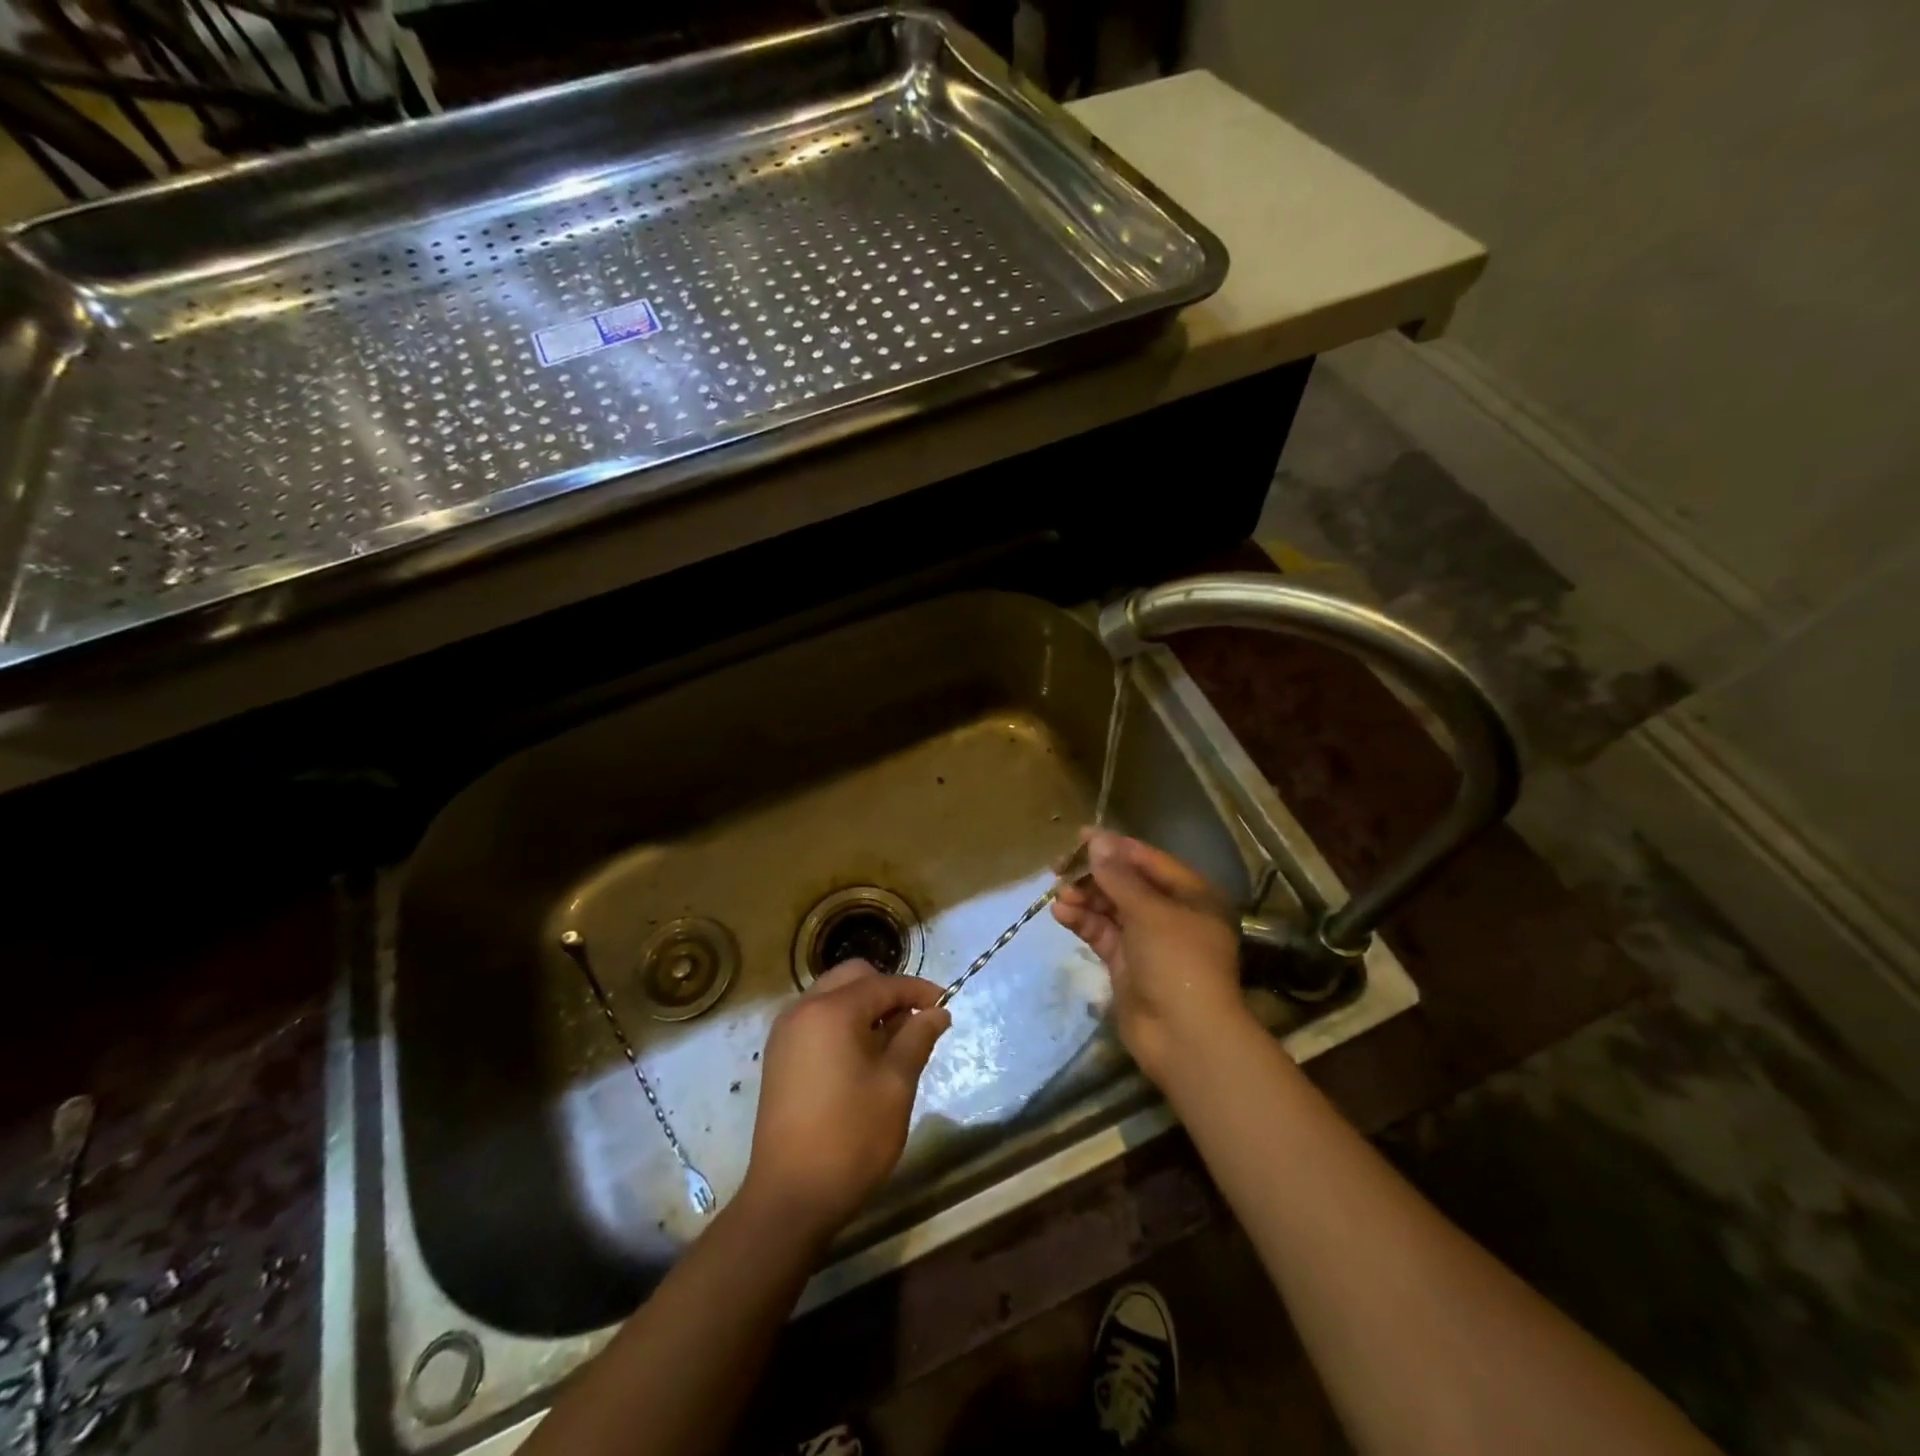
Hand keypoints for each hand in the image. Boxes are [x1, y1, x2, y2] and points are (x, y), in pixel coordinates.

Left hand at [740, 959, 951, 1240]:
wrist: (789, 1197)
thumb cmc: (851, 1138)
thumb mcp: (896, 1085)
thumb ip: (917, 1038)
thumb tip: (937, 1012)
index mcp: (831, 1011)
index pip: (884, 984)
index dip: (918, 991)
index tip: (946, 1005)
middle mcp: (802, 1009)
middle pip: (853, 977)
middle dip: (888, 991)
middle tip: (917, 1021)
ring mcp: (785, 1032)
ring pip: (833, 996)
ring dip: (865, 1006)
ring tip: (894, 1040)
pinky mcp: (779, 1055)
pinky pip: (817, 1019)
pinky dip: (843, 1022)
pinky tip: (863, 1055)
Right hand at [1052, 829, 1248, 1084]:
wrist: (1185, 1036)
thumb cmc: (1177, 962)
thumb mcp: (1149, 912)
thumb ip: (1118, 876)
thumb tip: (1095, 839)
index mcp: (1191, 895)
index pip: (1148, 861)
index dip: (1115, 847)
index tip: (1080, 837)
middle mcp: (1171, 913)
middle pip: (1127, 883)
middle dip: (1094, 875)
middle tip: (1060, 868)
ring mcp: (1148, 941)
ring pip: (1111, 908)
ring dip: (1085, 898)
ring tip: (1058, 894)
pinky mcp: (1127, 964)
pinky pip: (1102, 933)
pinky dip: (1083, 922)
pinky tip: (1060, 913)